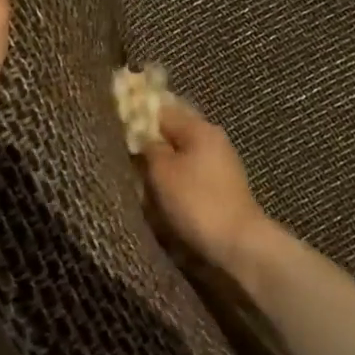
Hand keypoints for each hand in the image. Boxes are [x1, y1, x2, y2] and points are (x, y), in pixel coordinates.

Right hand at [142, 99, 271, 271]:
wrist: (237, 243)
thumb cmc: (196, 201)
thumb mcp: (162, 171)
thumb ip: (149, 148)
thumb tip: (143, 138)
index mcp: (200, 128)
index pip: (163, 111)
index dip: (139, 119)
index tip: (118, 132)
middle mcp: (214, 140)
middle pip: (174, 134)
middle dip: (151, 145)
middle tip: (128, 159)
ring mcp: (221, 164)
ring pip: (182, 156)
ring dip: (163, 166)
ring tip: (141, 180)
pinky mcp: (222, 187)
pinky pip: (191, 175)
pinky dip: (176, 181)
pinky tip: (163, 195)